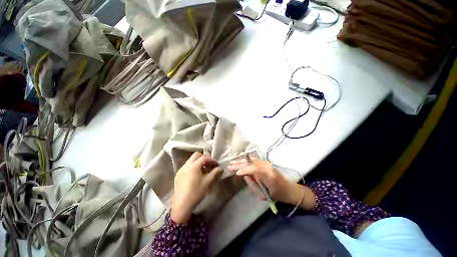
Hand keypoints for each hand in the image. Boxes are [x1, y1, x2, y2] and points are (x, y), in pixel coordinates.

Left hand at [171, 152, 222, 223]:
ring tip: (203, 169)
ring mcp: (181, 169)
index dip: (211, 159)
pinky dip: (193, 166)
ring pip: (191, 160)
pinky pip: (187, 166)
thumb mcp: (207, 182)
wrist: (181, 205)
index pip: (204, 157)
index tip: (216, 164)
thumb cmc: (196, 192)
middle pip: (196, 155)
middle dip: (204, 158)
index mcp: (194, 166)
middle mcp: (186, 165)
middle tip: (209, 164)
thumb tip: (220, 168)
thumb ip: (215, 173)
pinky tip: (196, 175)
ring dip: (198, 162)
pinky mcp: (178, 174)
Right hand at [228, 158, 301, 204]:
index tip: (236, 173)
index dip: (243, 170)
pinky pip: (254, 160)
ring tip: (233, 162)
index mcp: (267, 173)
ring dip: (242, 161)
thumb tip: (245, 176)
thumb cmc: (277, 194)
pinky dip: (247, 160)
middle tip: (230, 166)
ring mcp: (266, 163)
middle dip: (240, 164)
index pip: (252, 169)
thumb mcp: (264, 194)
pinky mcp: (266, 163)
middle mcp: (266, 165)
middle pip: (250, 162)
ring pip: (251, 160)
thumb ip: (253, 184)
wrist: (289, 189)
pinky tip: (241, 160)